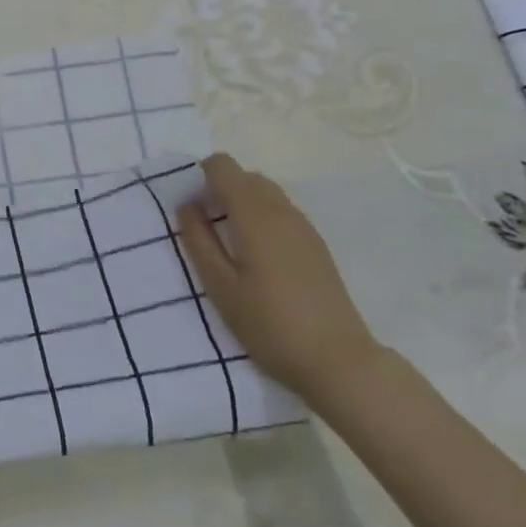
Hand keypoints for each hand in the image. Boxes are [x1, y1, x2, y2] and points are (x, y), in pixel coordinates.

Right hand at [176, 153, 378, 401]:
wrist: (338, 361)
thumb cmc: (269, 324)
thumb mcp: (220, 286)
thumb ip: (198, 240)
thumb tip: (187, 205)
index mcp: (255, 213)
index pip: (223, 166)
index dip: (201, 177)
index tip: (192, 209)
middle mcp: (281, 209)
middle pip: (245, 176)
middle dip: (220, 190)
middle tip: (206, 229)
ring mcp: (304, 226)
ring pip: (265, 192)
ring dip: (241, 203)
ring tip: (230, 245)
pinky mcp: (316, 244)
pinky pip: (281, 211)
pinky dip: (261, 217)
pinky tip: (258, 258)